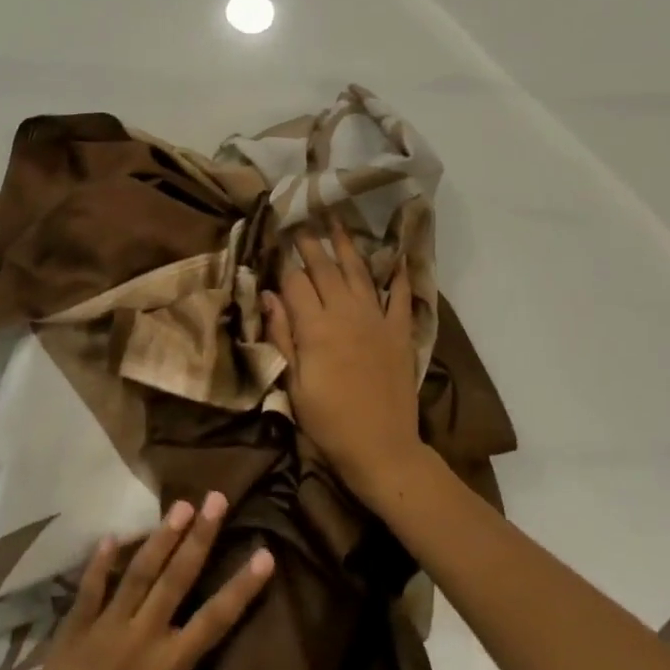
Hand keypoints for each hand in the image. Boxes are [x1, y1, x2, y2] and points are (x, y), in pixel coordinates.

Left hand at [0, 493, 274, 669]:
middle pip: (177, 577)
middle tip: (216, 498)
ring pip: (138, 572)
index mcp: (170, 665)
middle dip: (200, 535)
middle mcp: (142, 635)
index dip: (242, 586)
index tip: (264, 553)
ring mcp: (106, 626)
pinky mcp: (75, 627)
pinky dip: (101, 561)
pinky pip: (90, 587)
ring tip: (180, 506)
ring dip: (160, 536)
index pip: (216, 617)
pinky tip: (111, 535)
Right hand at [263, 222, 432, 498]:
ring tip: (337, 222)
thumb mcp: (293, 383)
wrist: (381, 447)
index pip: (295, 281)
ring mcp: (376, 320)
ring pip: (359, 272)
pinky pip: (400, 296)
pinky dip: (399, 274)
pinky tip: (396, 256)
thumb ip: (282, 335)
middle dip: (310, 243)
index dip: (283, 261)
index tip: (275, 242)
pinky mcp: (399, 332)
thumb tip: (268, 295)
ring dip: (347, 245)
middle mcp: (346, 313)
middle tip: (301, 221)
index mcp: (315, 327)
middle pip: (325, 268)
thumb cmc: (327, 421)